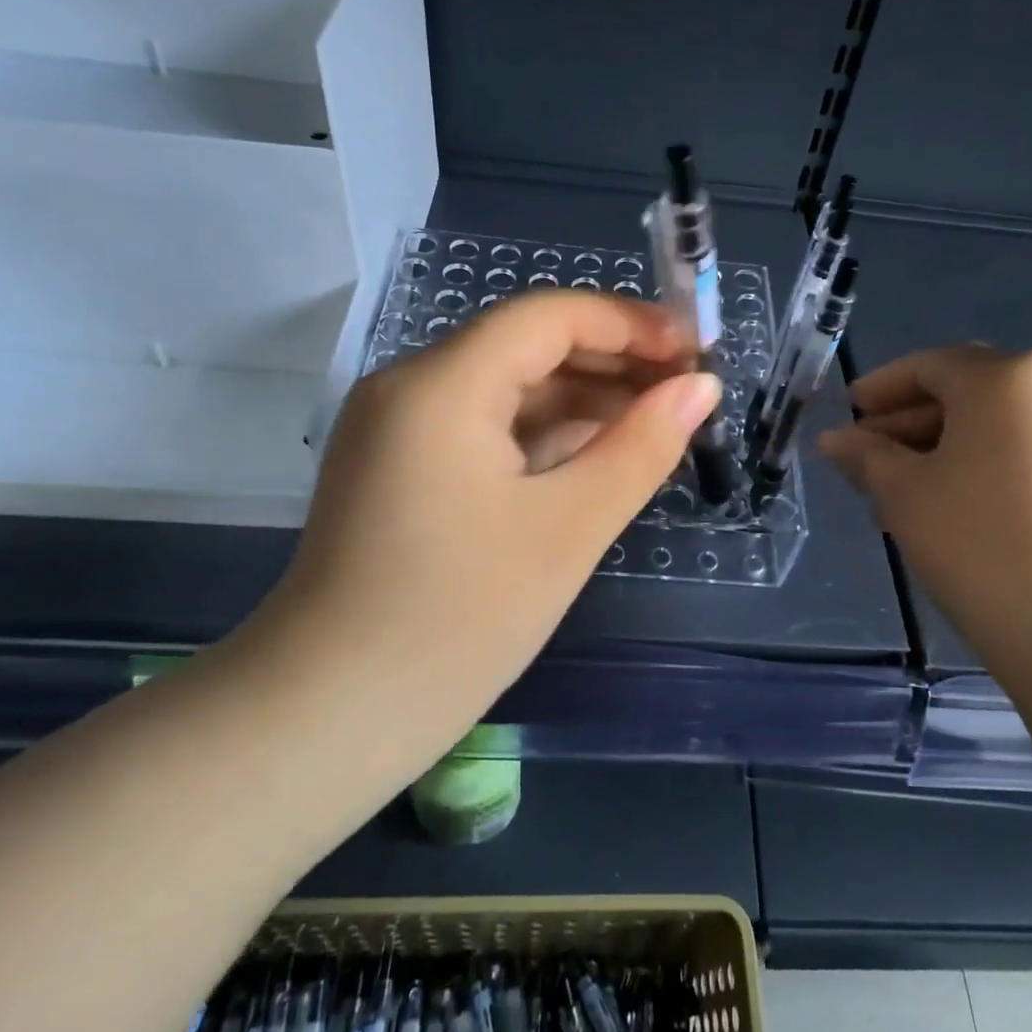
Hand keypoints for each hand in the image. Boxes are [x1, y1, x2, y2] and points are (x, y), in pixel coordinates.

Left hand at [258, 290, 720, 731]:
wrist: (329, 716)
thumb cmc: (458, 620)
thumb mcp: (568, 528)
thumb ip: (642, 447)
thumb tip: (702, 388)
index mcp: (442, 384)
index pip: (548, 315)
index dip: (630, 324)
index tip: (696, 353)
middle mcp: (410, 387)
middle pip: (526, 346)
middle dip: (611, 363)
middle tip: (687, 396)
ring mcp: (397, 430)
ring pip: (506, 389)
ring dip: (580, 401)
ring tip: (656, 426)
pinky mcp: (398, 470)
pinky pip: (482, 429)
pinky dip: (541, 437)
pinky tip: (594, 458)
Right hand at [820, 345, 1031, 668]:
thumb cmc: (982, 544)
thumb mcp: (905, 495)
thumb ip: (865, 456)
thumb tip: (835, 439)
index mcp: (1008, 376)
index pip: (930, 365)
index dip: (881, 389)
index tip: (849, 416)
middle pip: (969, 391)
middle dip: (911, 423)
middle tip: (869, 464)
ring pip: (1002, 426)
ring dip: (947, 449)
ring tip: (906, 497)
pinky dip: (989, 466)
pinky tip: (959, 510)